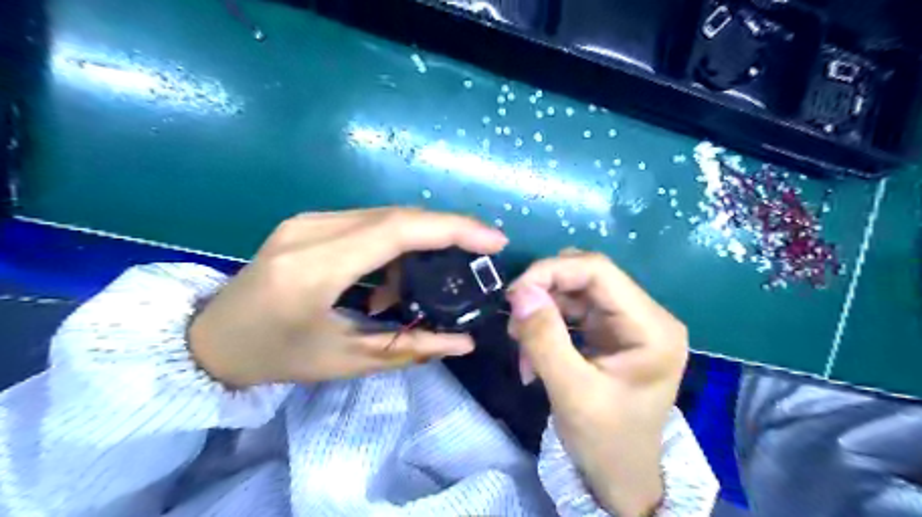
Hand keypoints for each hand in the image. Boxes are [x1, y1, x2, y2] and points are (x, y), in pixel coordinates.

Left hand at [189, 207, 506, 388]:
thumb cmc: (276, 357)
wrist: (210, 339)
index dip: (452, 229)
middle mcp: (310, 231)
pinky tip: (389, 280)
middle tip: (477, 257)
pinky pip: (367, 222)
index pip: (397, 231)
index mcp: (315, 268)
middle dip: (446, 232)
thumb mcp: (345, 360)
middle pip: (397, 216)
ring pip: (385, 217)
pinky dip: (393, 245)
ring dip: (417, 244)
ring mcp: (306, 220)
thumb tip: (464, 342)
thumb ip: (410, 347)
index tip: (493, 240)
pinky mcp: (307, 222)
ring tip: (421, 287)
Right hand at [507, 249, 687, 512]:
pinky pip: (571, 310)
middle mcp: (645, 315)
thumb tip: (520, 291)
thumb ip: (544, 339)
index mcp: (652, 327)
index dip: (551, 271)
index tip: (513, 294)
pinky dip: (547, 324)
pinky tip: (533, 353)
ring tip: (522, 346)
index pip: (598, 271)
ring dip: (542, 311)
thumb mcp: (572, 393)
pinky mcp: (610, 331)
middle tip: (515, 323)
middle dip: (544, 293)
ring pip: (574, 291)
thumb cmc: (606, 442)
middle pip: (586, 276)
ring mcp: (627, 322)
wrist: (620, 478)